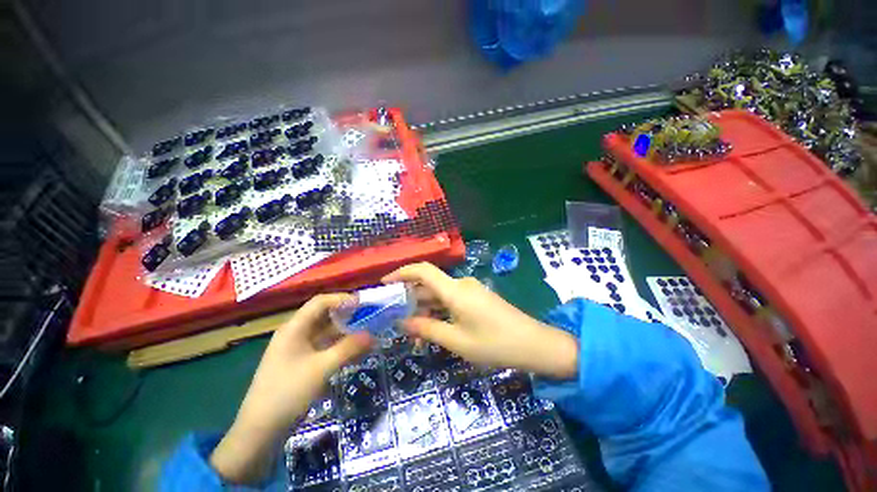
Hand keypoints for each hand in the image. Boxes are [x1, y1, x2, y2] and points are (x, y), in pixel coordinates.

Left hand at [210, 294, 371, 483]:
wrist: (259, 432)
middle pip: (324, 315)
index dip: (342, 299)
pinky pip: (323, 347)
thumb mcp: (322, 368)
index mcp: (295, 328)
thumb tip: (372, 334)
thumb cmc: (288, 393)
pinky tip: (355, 353)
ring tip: (367, 335)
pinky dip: (339, 347)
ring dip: (346, 332)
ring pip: (325, 332)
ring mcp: (297, 349)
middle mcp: (295, 334)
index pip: (320, 302)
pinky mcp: (300, 363)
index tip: (364, 304)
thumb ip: (348, 348)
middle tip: (370, 318)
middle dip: (347, 315)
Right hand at [382, 263, 577, 379]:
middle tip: (392, 319)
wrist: (534, 344)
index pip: (422, 270)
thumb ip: (426, 329)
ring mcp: (470, 291)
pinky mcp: (476, 299)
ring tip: (411, 333)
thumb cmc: (494, 343)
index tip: (384, 284)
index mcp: (455, 290)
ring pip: (439, 296)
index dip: (401, 273)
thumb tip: (401, 323)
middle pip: (428, 285)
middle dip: (410, 300)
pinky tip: (432, 330)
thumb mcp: (456, 341)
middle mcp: (460, 284)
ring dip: (424, 311)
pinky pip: (451, 301)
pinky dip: (438, 313)